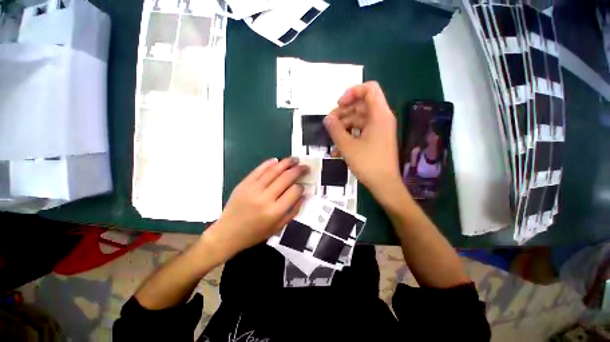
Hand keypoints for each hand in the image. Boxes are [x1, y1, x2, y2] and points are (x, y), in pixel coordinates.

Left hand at [204, 157, 307, 258]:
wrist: (228, 233)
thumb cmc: (255, 233)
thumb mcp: (278, 227)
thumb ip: (293, 211)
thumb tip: (303, 194)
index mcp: (275, 211)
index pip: (294, 192)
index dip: (301, 186)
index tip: (303, 185)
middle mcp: (265, 198)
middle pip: (286, 178)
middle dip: (298, 170)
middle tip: (305, 166)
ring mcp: (253, 188)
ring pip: (274, 170)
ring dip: (286, 162)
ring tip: (295, 159)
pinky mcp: (244, 183)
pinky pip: (259, 169)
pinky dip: (269, 163)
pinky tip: (277, 160)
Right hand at [324, 81, 401, 194]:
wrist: (384, 184)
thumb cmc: (367, 163)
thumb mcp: (347, 146)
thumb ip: (335, 130)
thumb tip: (327, 119)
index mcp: (379, 115)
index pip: (369, 89)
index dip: (352, 92)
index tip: (338, 105)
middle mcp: (382, 118)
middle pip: (362, 104)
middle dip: (343, 112)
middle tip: (330, 123)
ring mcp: (380, 129)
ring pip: (360, 118)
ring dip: (345, 124)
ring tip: (332, 136)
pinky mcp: (377, 139)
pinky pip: (362, 130)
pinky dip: (350, 134)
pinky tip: (338, 147)